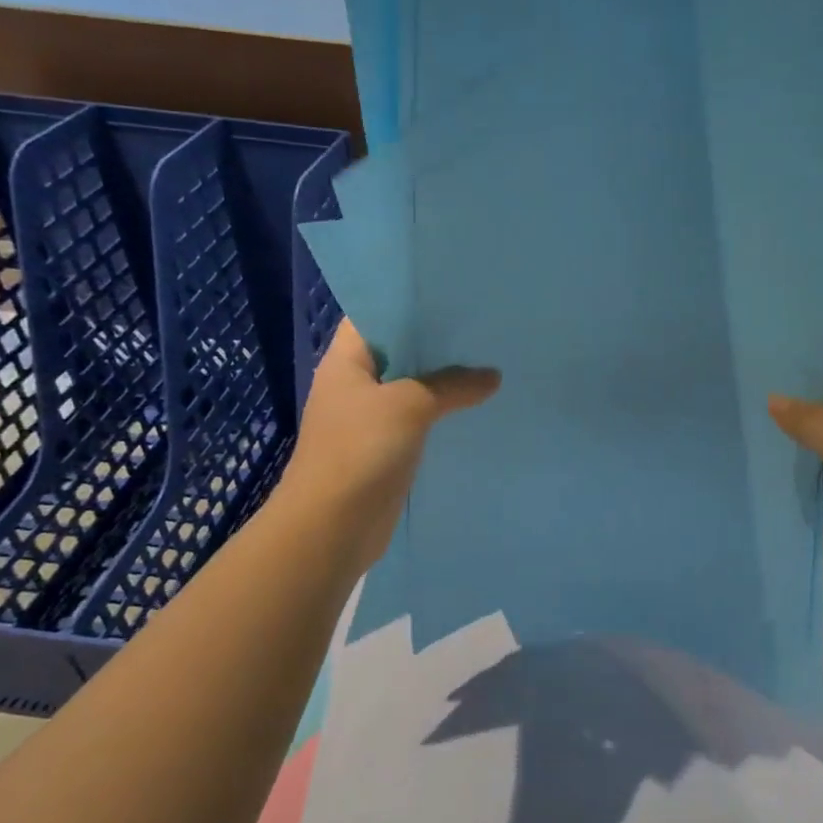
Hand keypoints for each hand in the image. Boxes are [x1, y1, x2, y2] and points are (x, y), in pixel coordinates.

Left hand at [279, 320, 500, 568]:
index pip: (376, 313)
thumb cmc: (360, 451)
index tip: (453, 293)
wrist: (331, 529)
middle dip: (437, 341)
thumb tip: (492, 376)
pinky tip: (476, 407)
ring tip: (489, 361)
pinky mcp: (384, 449)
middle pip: (399, 350)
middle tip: (483, 326)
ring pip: (412, 387)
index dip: (410, 300)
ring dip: (444, 380)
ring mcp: (368, 418)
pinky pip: (418, 420)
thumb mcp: (410, 405)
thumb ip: (452, 384)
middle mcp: (355, 383)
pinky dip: (442, 413)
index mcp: (347, 360)